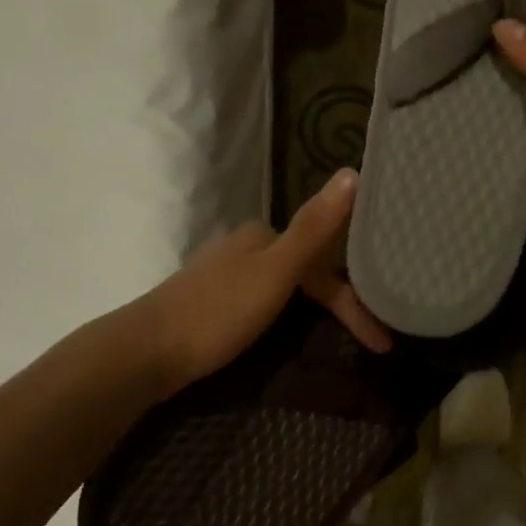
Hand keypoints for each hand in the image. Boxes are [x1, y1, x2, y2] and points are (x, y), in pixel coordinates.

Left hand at [141, 168, 391, 398]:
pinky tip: (291, 335)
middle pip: (307, 274)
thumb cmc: (217, 312)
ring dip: (316, 313)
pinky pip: (268, 305)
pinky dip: (290, 319)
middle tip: (369, 340)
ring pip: (287, 289)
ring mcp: (227, 275)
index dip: (355, 303)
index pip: (325, 265)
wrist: (144, 354)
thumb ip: (315, 228)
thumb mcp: (275, 271)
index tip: (382, 342)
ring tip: (340, 341)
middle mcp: (246, 247)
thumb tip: (352, 172)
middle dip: (338, 306)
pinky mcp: (213, 304)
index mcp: (262, 234)